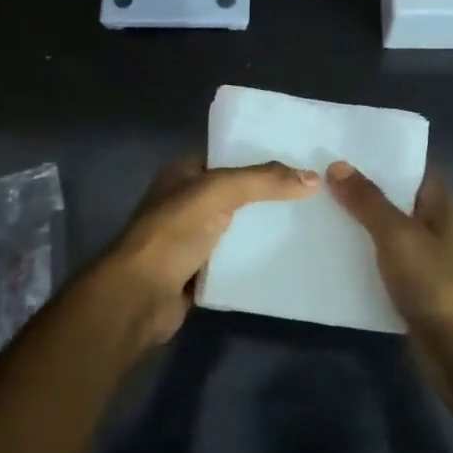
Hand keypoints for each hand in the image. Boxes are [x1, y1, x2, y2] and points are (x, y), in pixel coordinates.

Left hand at [99, 156, 318, 343]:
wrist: (140, 295)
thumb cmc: (173, 232)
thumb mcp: (219, 191)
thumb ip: (263, 181)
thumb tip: (312, 178)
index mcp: (181, 174)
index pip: (227, 158)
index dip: (259, 158)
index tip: (298, 163)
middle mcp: (184, 202)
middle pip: (235, 194)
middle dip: (267, 196)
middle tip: (310, 196)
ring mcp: (188, 238)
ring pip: (235, 228)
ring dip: (262, 229)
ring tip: (307, 225)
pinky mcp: (196, 271)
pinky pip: (233, 259)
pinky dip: (253, 258)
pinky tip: (286, 258)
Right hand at [327, 162, 452, 351]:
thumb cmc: (435, 283)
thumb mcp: (398, 235)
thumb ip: (368, 201)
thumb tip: (337, 165)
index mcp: (442, 203)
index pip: (411, 165)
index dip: (380, 153)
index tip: (342, 144)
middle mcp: (435, 223)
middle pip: (395, 195)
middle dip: (360, 185)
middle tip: (316, 171)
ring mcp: (424, 254)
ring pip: (385, 227)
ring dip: (356, 219)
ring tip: (314, 203)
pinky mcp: (411, 282)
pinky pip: (381, 256)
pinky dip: (359, 250)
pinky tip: (328, 246)